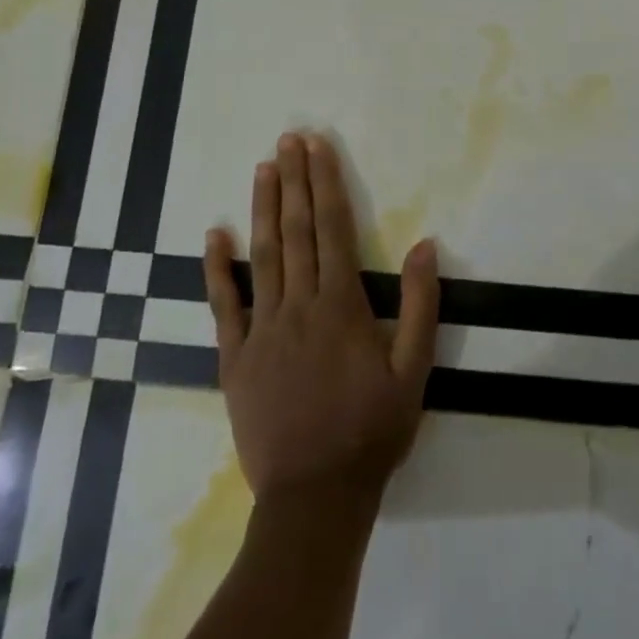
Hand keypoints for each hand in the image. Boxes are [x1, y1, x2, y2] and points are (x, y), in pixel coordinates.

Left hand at [205, 132, 439, 514]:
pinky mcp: (234, 358)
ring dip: (263, 208)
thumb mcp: (414, 370)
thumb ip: (421, 304)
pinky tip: (214, 234)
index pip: (333, 228)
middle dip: (294, 181)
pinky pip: (223, 305)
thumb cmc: (372, 430)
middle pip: (296, 230)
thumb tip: (424, 244)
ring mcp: (261, 331)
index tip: (318, 147)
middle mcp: (298, 306)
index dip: (326, 183)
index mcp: (341, 305)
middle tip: (288, 139)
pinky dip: (217, 268)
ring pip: (262, 256)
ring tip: (263, 168)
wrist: (315, 498)